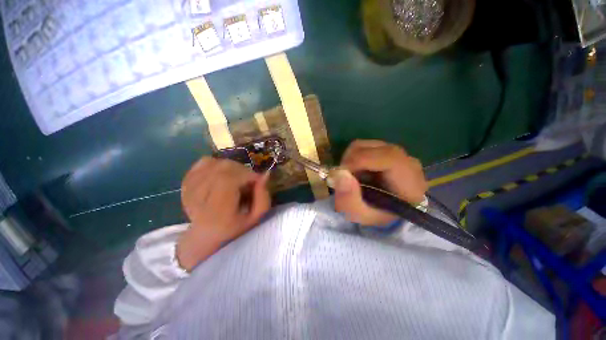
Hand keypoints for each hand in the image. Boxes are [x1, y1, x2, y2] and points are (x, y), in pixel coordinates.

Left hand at [177, 158, 270, 270]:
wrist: (205, 234)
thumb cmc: (235, 228)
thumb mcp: (256, 217)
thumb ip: (263, 197)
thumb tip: (265, 174)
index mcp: (217, 212)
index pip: (227, 180)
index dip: (246, 174)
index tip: (256, 180)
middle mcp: (199, 199)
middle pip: (222, 169)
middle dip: (242, 170)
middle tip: (248, 180)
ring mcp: (189, 189)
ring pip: (215, 163)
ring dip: (232, 167)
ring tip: (236, 178)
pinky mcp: (186, 182)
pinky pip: (204, 162)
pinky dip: (218, 163)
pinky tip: (223, 174)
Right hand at [332, 140, 427, 225]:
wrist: (386, 210)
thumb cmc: (376, 215)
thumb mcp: (360, 215)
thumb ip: (349, 199)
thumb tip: (339, 174)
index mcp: (409, 182)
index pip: (389, 158)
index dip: (361, 160)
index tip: (342, 173)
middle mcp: (407, 162)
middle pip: (374, 148)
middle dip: (351, 161)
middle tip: (343, 177)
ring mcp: (397, 153)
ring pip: (366, 145)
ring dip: (351, 159)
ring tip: (350, 176)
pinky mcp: (386, 150)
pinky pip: (365, 147)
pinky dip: (353, 157)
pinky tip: (356, 171)